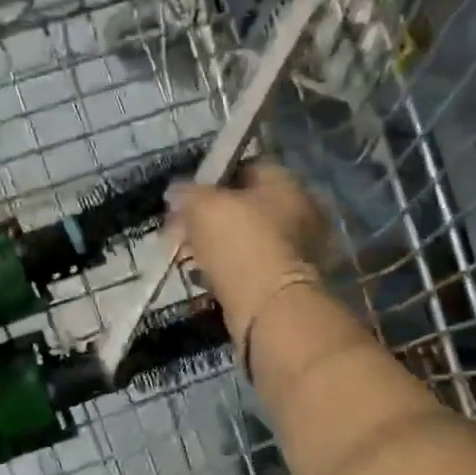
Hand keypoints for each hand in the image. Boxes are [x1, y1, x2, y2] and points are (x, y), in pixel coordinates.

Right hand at [167, 161, 333, 318]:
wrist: (268, 307)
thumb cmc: (239, 242)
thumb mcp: (202, 206)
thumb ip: (187, 193)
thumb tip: (176, 192)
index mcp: (285, 184)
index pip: (247, 167)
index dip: (213, 178)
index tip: (188, 195)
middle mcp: (298, 212)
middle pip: (245, 206)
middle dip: (210, 217)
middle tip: (181, 229)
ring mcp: (296, 250)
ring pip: (245, 239)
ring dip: (215, 246)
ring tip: (185, 256)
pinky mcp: (285, 283)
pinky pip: (248, 268)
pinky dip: (226, 271)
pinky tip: (202, 277)